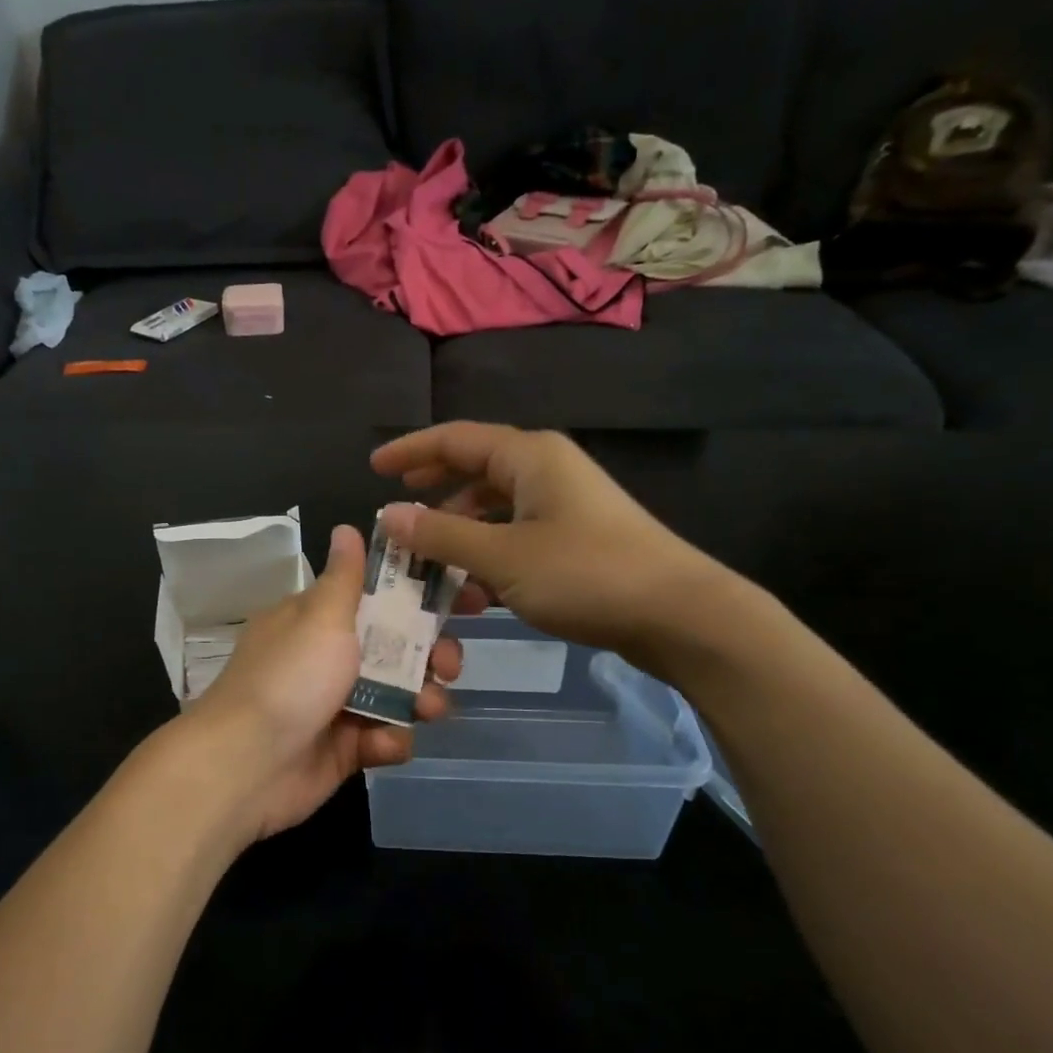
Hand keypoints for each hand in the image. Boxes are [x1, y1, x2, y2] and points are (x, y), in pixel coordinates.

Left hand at [184, 525, 461, 845]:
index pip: (379, 597)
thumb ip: (345, 577)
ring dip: (422, 699)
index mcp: (319, 620)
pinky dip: (389, 740)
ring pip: (400, 695)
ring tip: (428, 708)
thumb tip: (346, 527)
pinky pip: (385, 737)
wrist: (248, 765)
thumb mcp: (320, 617)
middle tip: (448, 665)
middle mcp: (330, 658)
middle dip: (431, 655)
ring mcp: (339, 705)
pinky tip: (380, 743)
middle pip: (398, 649)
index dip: (422, 596)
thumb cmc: (290, 678)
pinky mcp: (346, 749)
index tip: (464, 599)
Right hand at [371, 422, 730, 670]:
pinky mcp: (577, 538)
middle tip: (398, 508)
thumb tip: (389, 516)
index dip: (411, 451)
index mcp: (529, 457)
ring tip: (428, 562)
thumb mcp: (502, 557)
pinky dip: (489, 553)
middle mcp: (547, 470)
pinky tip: (473, 588)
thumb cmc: (585, 574)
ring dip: (460, 531)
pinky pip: (517, 535)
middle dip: (434, 489)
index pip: (455, 439)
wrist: (678, 614)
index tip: (374, 468)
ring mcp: (565, 505)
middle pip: (476, 469)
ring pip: (496, 507)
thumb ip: (441, 536)